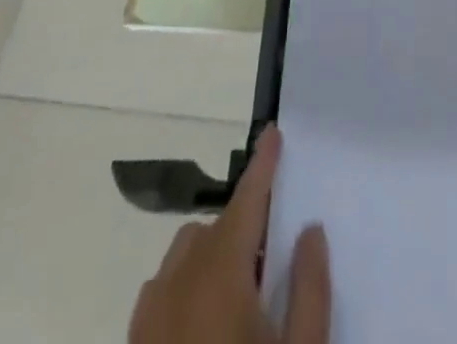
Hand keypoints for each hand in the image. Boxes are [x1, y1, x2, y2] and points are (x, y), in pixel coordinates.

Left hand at [130, 127, 329, 343]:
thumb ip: (309, 286)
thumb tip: (308, 230)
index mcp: (219, 276)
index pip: (246, 201)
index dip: (263, 165)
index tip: (273, 132)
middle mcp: (176, 286)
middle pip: (212, 228)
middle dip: (243, 225)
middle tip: (272, 255)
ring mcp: (147, 323)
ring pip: (182, 258)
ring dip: (212, 257)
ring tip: (240, 297)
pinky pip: (160, 296)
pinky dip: (186, 290)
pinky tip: (207, 331)